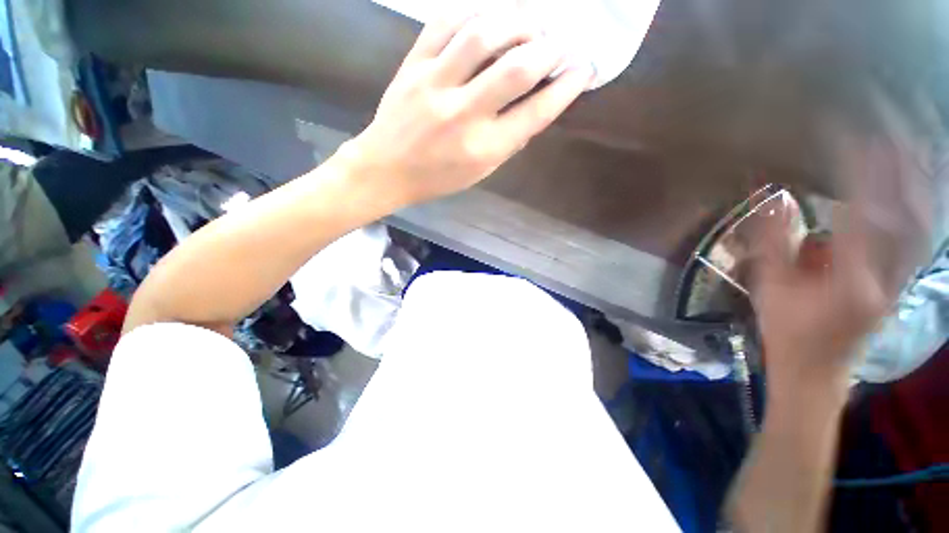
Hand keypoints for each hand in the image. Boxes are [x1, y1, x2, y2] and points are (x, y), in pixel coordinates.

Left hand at [340, 10, 594, 205]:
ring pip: (484, 34)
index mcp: (483, 149)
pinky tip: (491, 16)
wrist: (386, 169)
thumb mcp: (480, 172)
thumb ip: (508, 141)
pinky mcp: (413, 65)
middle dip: (550, 48)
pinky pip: (447, 22)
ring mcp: (435, 84)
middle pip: (517, 68)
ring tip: (532, 25)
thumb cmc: (437, 178)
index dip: (566, 87)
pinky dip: (476, 11)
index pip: (536, 112)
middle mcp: (463, 115)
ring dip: (518, 22)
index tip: (583, 70)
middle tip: (561, 42)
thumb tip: (536, 104)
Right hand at [752, 130, 930, 392]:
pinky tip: (915, 189)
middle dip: (901, 173)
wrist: (815, 368)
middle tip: (890, 134)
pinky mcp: (900, 281)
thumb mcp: (770, 287)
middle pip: (906, 218)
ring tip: (908, 151)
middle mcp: (885, 278)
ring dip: (916, 186)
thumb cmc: (786, 329)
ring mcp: (898, 280)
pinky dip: (919, 209)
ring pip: (919, 227)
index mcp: (849, 281)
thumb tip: (773, 198)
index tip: (854, 139)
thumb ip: (772, 242)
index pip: (863, 216)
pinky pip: (917, 238)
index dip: (863, 175)